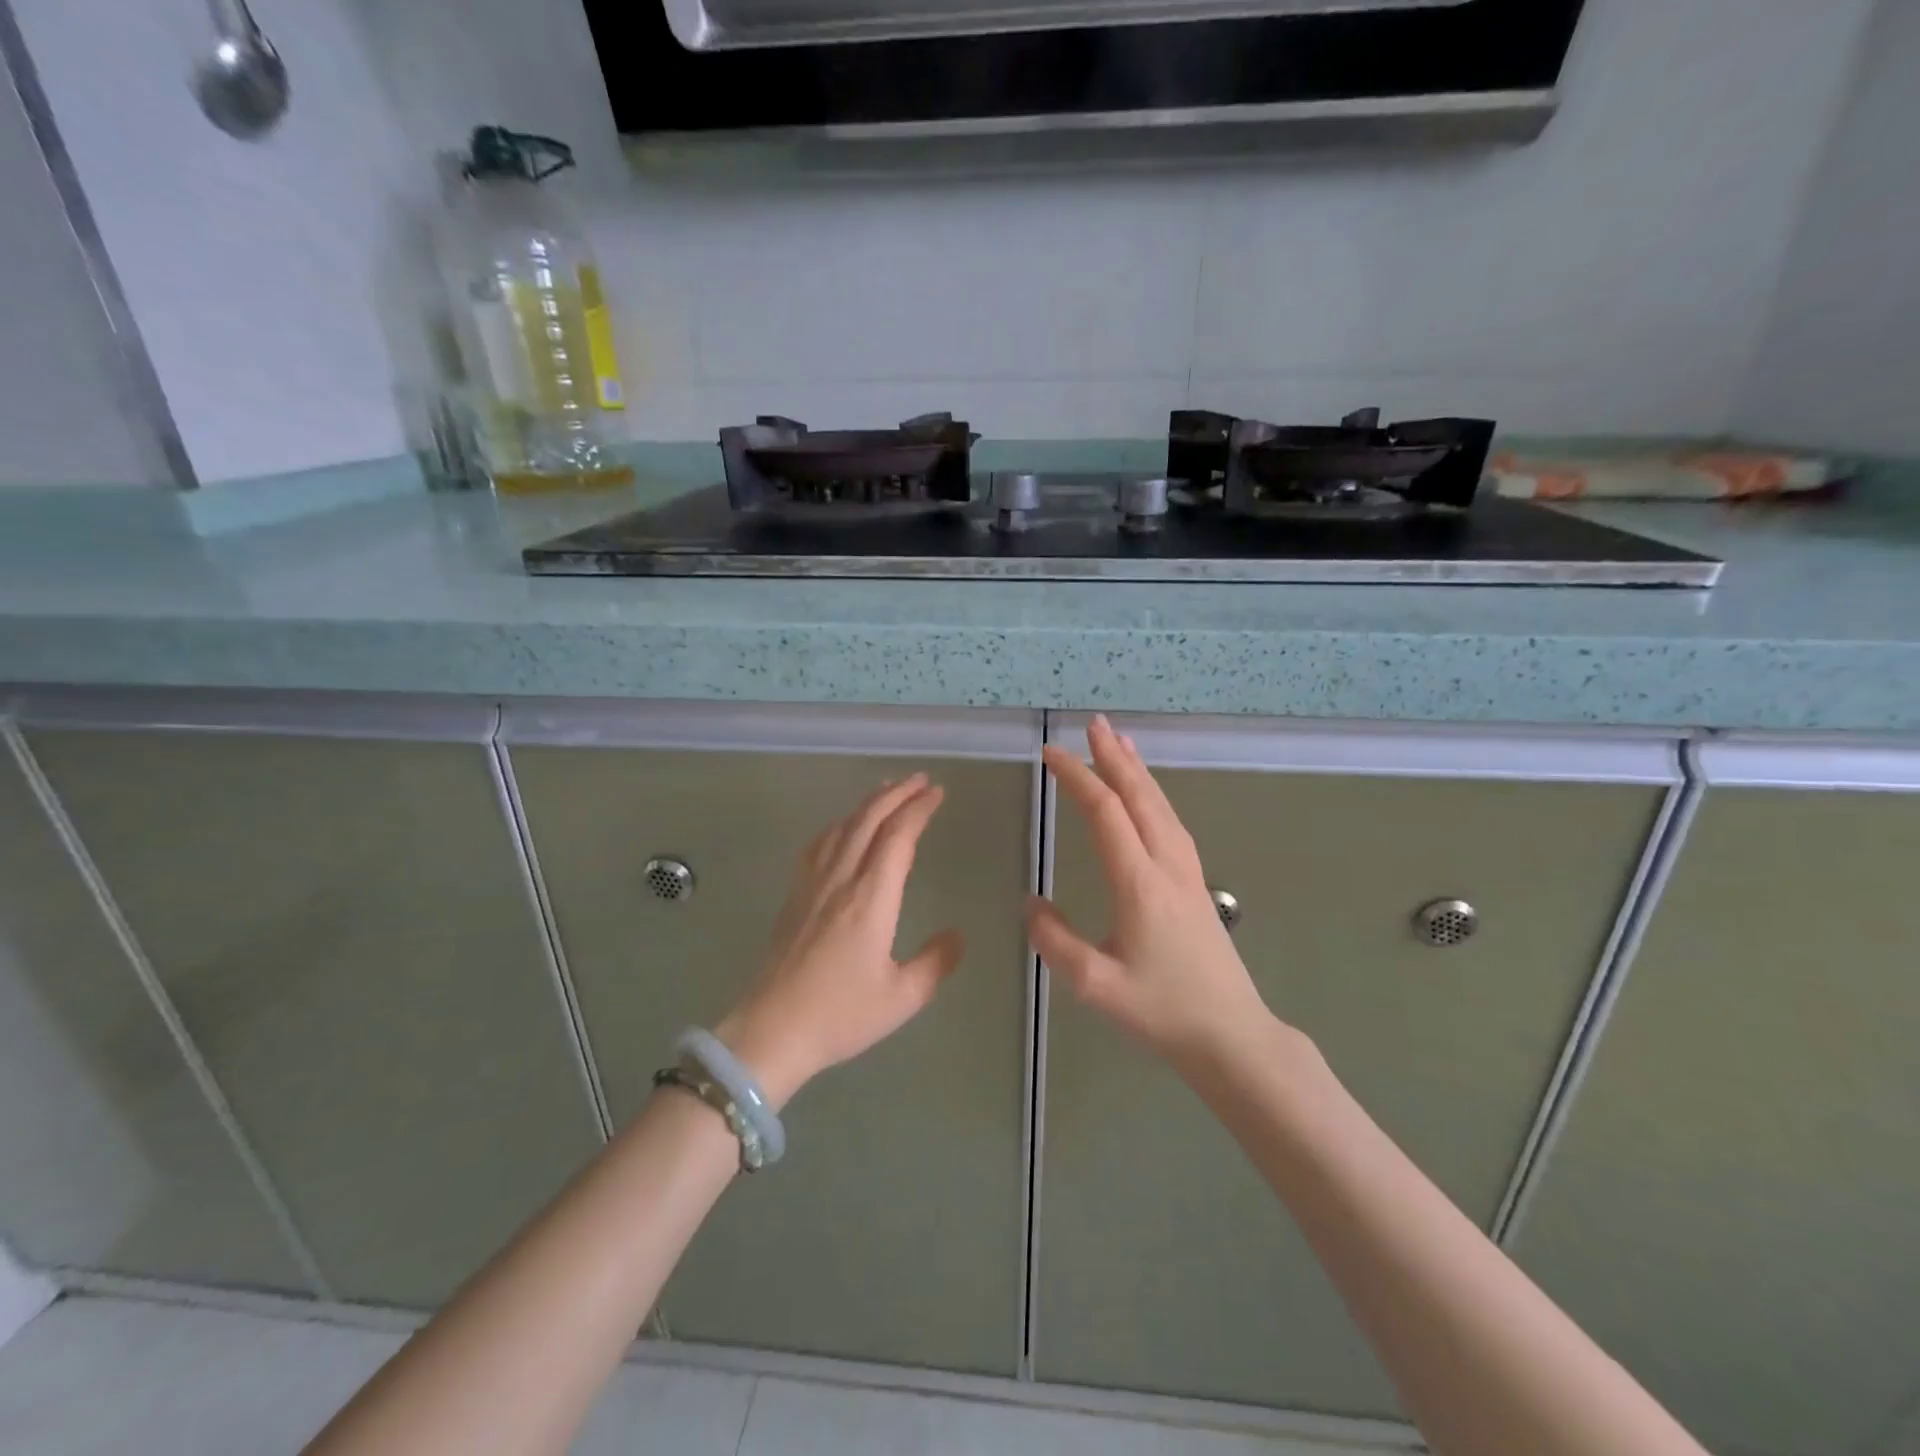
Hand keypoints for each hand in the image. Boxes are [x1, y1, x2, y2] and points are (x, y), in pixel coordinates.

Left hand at [717, 774, 964, 1106]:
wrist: (770, 1031)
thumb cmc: (840, 1015)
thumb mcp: (902, 997)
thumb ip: (935, 962)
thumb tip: (957, 935)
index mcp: (871, 898)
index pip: (898, 837)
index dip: (918, 809)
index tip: (937, 793)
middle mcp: (841, 879)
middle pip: (868, 820)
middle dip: (896, 794)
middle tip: (920, 780)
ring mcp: (812, 885)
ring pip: (841, 827)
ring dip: (868, 804)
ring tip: (887, 790)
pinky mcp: (795, 896)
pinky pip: (819, 844)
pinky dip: (839, 824)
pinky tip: (842, 827)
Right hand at [1028, 716, 1271, 1068]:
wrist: (1231, 1035)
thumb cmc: (1162, 1011)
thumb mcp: (1095, 985)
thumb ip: (1055, 942)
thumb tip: (1031, 903)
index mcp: (1139, 883)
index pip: (1105, 813)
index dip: (1077, 778)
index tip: (1050, 755)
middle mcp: (1166, 865)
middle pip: (1139, 796)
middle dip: (1113, 757)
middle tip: (1092, 724)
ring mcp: (1187, 872)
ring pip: (1161, 806)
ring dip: (1137, 770)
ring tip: (1119, 742)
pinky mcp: (1196, 883)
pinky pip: (1172, 823)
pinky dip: (1155, 795)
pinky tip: (1149, 795)